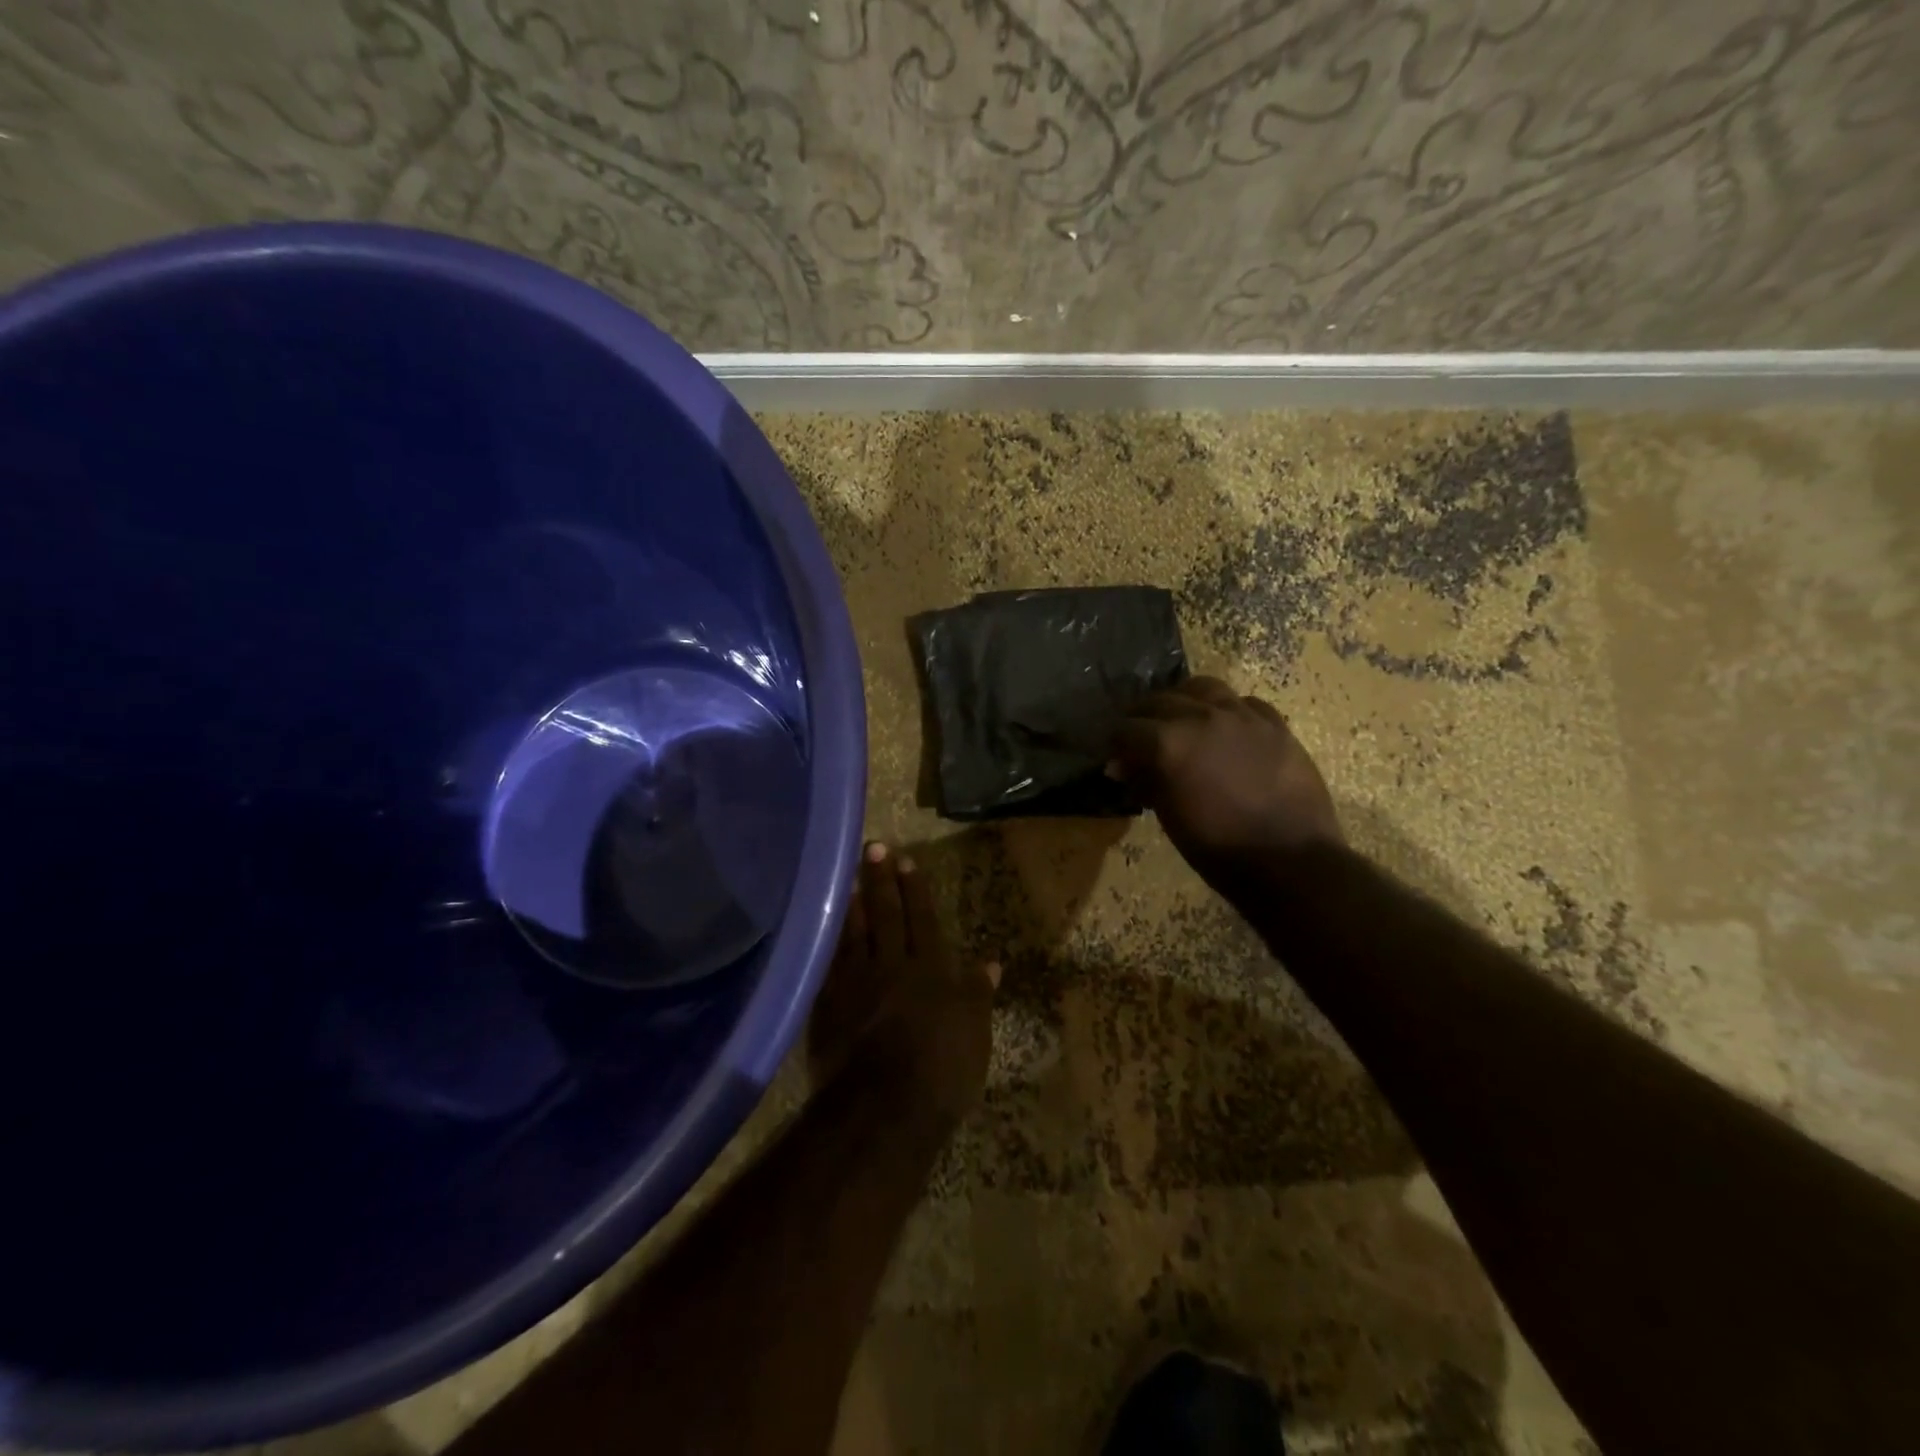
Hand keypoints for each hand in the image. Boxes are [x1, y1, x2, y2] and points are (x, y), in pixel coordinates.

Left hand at [809, 842, 1000, 1127]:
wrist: (885, 1107)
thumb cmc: (942, 1070)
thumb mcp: (975, 1033)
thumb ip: (978, 994)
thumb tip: (991, 961)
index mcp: (930, 970)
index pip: (922, 920)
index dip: (914, 890)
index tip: (905, 862)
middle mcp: (891, 966)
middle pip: (886, 916)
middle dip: (880, 881)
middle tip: (872, 848)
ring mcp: (856, 983)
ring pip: (854, 933)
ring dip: (852, 903)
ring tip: (848, 876)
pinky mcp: (828, 1004)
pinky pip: (828, 961)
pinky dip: (828, 940)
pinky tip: (823, 925)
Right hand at [1111, 677, 1342, 886]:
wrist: (1290, 861)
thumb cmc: (1219, 848)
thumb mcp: (1169, 817)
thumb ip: (1144, 782)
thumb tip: (1124, 767)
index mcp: (1168, 742)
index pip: (1126, 728)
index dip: (1115, 743)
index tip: (1116, 756)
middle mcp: (1201, 717)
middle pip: (1159, 700)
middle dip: (1143, 717)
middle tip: (1140, 737)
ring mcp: (1242, 716)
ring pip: (1203, 688)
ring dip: (1184, 700)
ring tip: (1182, 718)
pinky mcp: (1275, 725)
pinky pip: (1243, 703)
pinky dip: (1227, 711)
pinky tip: (1226, 729)